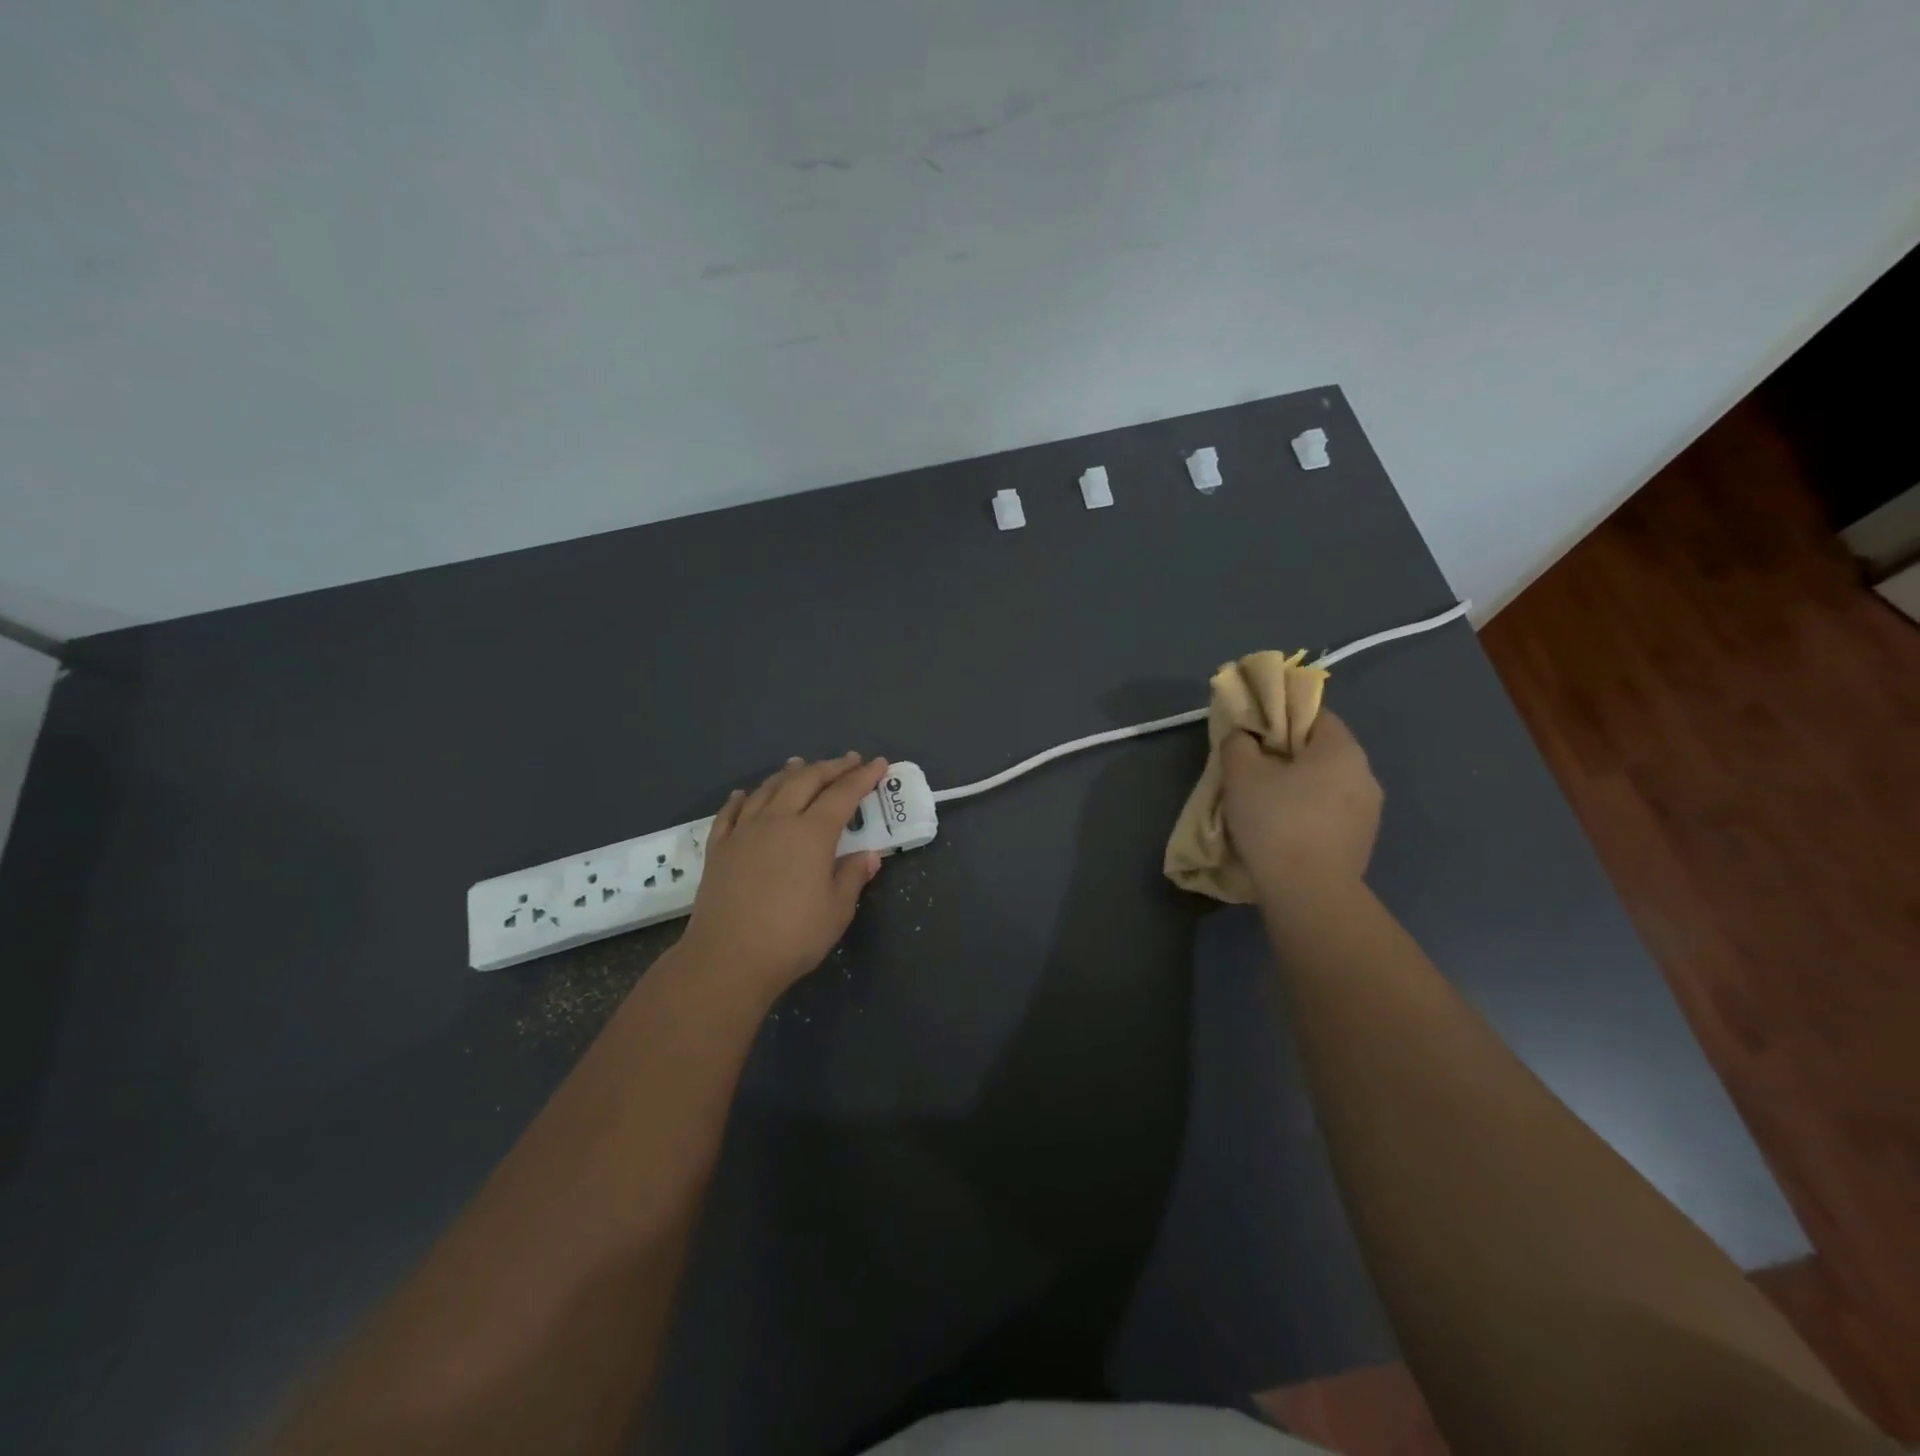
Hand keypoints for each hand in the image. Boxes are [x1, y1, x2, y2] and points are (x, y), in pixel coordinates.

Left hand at [682, 753, 888, 997]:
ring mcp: (744, 832)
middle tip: (848, 760)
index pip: (843, 795)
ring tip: (801, 763)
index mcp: (812, 834)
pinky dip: (741, 798)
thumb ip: (852, 877)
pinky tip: (744, 793)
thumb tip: (868, 855)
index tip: (879, 763)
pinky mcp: (719, 849)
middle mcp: (777, 821)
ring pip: (768, 789)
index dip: (863, 777)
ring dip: (789, 773)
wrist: (727, 959)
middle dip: (830, 767)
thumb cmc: (792, 937)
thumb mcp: (837, 911)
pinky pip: (729, 813)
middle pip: (806, 781)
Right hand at [1221, 710, 1381, 894]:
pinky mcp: (1362, 843)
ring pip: (1326, 786)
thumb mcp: (1241, 774)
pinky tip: (1282, 832)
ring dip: (1298, 789)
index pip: (1314, 715)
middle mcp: (1365, 774)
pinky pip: (1330, 815)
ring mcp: (1369, 812)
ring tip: (1264, 806)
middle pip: (1320, 752)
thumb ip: (1238, 744)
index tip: (1253, 735)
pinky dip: (1308, 816)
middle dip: (1287, 757)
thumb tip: (1243, 737)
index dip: (1280, 718)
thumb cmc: (1276, 821)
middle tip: (1251, 770)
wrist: (1309, 893)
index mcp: (1342, 749)